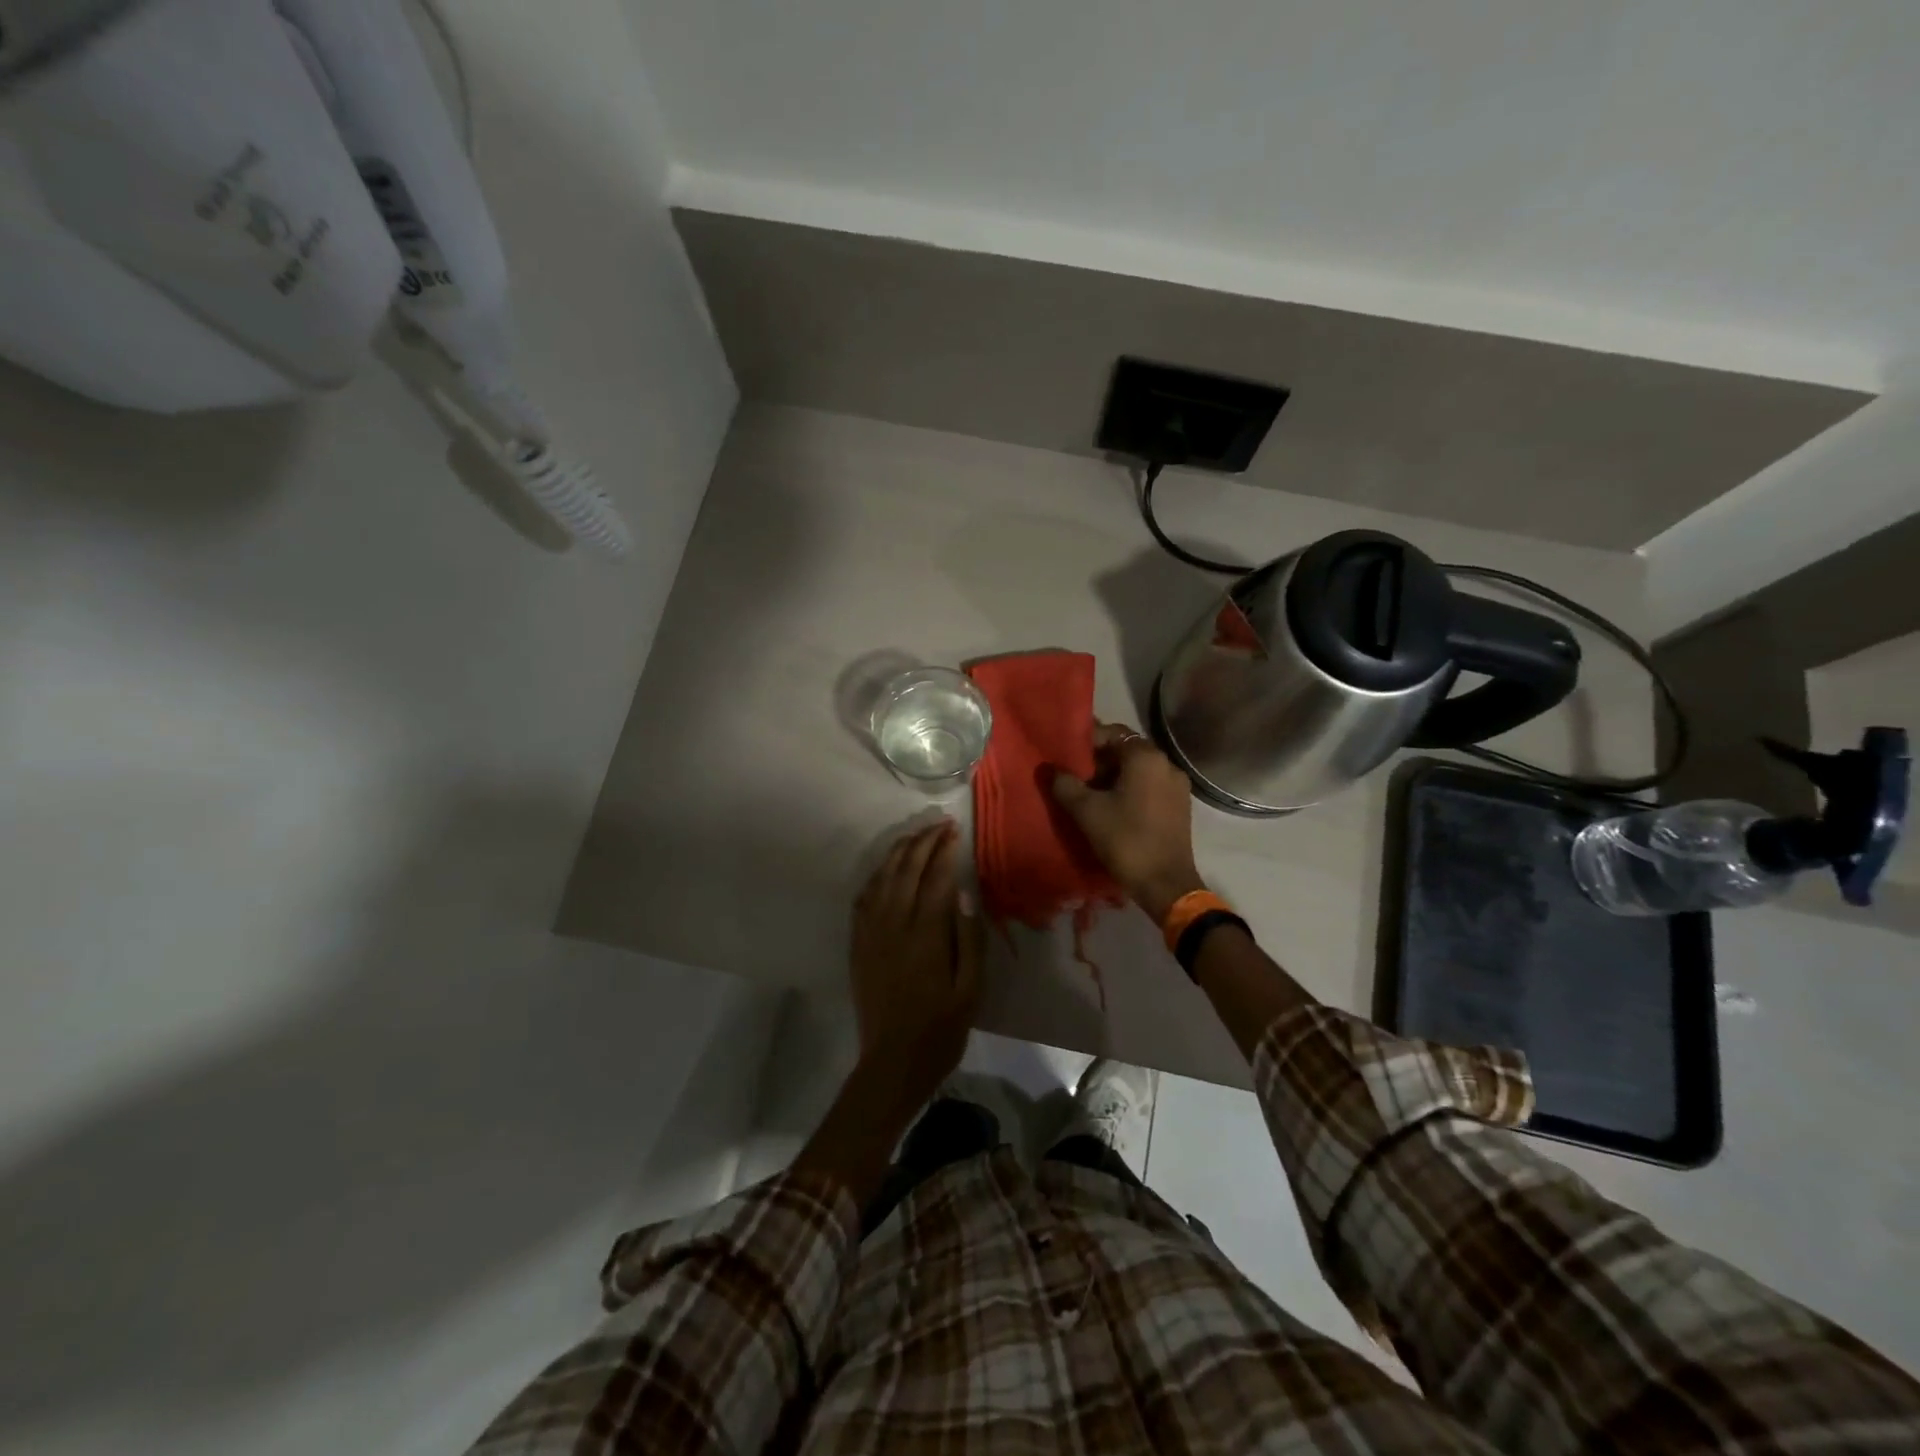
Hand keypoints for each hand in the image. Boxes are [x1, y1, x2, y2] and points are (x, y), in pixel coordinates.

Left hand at [849, 821, 983, 1105]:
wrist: (892, 1063)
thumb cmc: (940, 1029)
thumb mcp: (970, 990)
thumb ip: (969, 939)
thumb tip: (965, 893)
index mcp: (925, 935)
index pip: (935, 879)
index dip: (945, 851)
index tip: (955, 831)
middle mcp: (893, 925)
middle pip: (906, 870)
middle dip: (923, 842)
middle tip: (939, 824)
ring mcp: (871, 933)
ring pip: (881, 879)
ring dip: (898, 852)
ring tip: (915, 835)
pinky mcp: (858, 944)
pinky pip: (863, 899)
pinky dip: (876, 876)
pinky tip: (886, 869)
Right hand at [1051, 721, 1205, 921]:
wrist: (1165, 883)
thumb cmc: (1125, 839)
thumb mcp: (1086, 811)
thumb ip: (1064, 784)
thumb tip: (1049, 769)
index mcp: (1145, 757)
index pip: (1112, 733)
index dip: (1086, 743)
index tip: (1067, 759)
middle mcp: (1166, 763)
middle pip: (1126, 750)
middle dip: (1099, 761)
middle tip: (1075, 777)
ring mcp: (1177, 785)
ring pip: (1139, 770)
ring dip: (1114, 777)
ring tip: (1090, 795)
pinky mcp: (1180, 805)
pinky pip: (1150, 786)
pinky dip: (1131, 790)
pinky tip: (1113, 808)